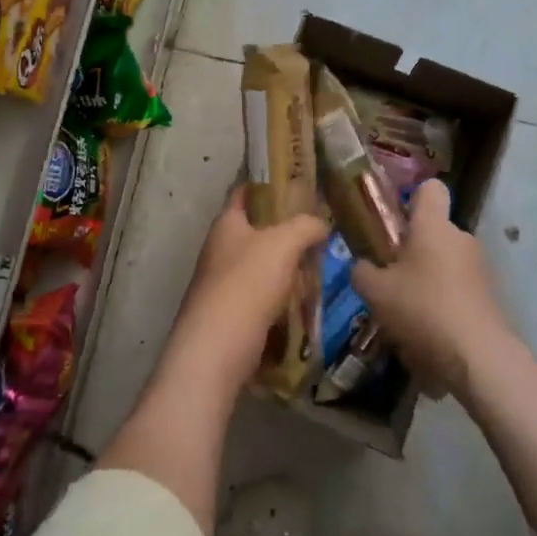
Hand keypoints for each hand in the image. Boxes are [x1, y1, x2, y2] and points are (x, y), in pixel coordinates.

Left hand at [167, 186, 325, 392]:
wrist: (216, 351)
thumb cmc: (247, 284)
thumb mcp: (284, 243)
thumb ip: (306, 226)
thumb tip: (321, 224)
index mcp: (226, 224)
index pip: (246, 192)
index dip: (270, 184)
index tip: (299, 184)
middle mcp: (220, 249)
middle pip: (257, 230)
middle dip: (287, 230)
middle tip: (320, 230)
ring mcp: (223, 283)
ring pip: (262, 265)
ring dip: (287, 266)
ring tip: (319, 266)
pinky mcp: (231, 314)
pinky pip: (262, 296)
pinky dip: (282, 296)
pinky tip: (304, 300)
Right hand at [352, 180, 512, 397]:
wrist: (478, 359)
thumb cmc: (422, 309)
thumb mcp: (375, 292)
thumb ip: (362, 272)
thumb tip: (362, 266)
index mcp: (434, 225)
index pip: (430, 188)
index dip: (412, 198)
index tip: (395, 223)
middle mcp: (461, 238)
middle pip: (434, 232)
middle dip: (413, 251)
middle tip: (390, 279)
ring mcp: (480, 268)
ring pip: (445, 264)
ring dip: (427, 281)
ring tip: (406, 314)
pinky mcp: (489, 298)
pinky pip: (458, 290)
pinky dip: (443, 305)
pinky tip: (428, 334)